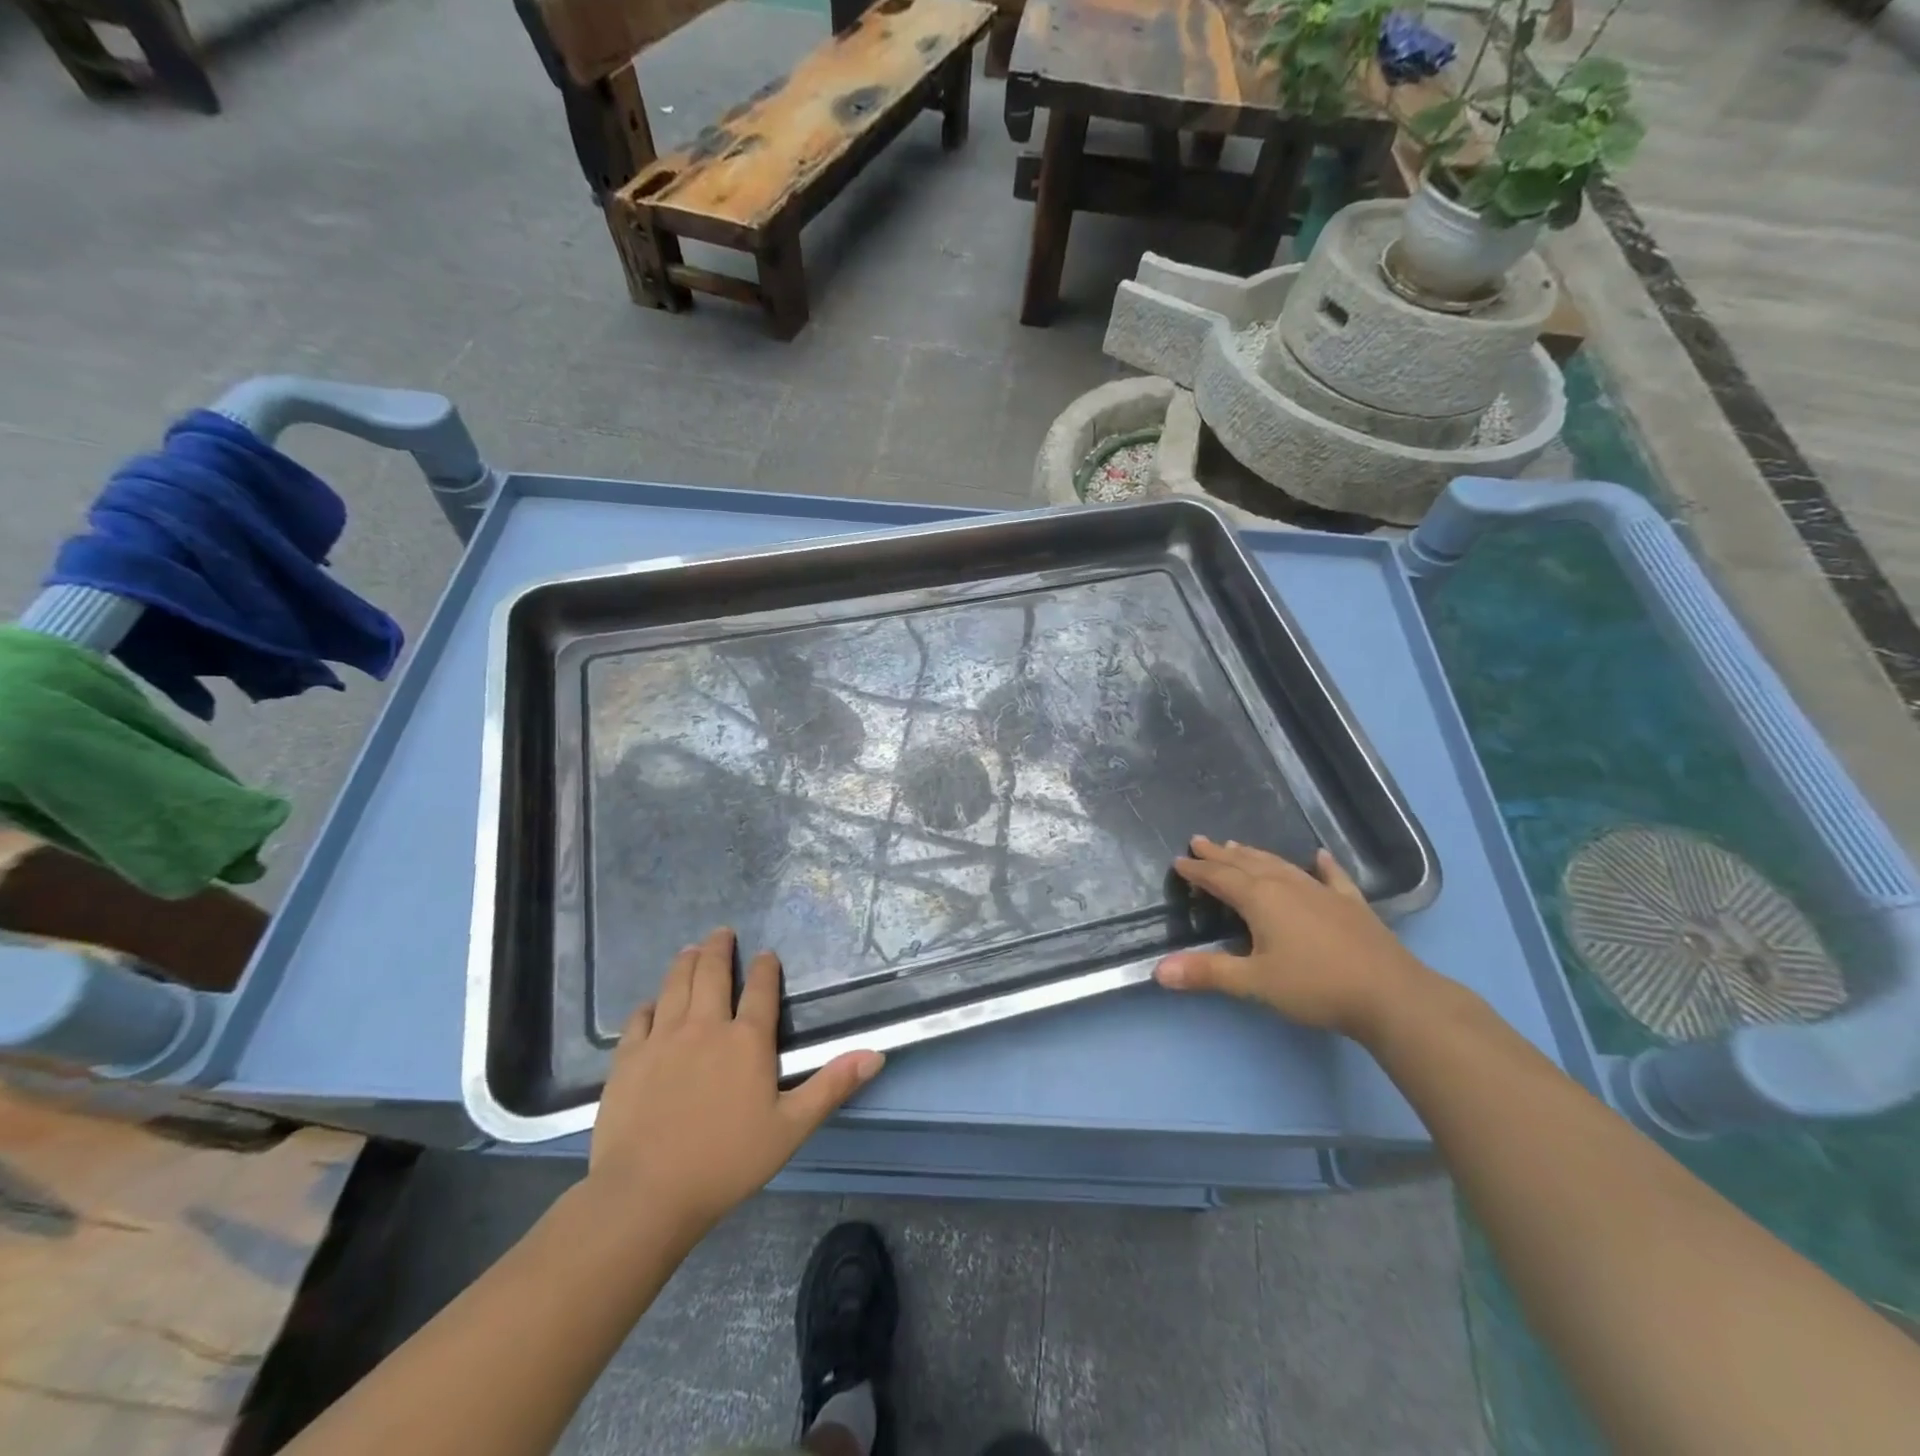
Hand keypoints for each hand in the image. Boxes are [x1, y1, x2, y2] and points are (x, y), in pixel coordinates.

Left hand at [586, 928, 882, 1240]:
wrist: (646, 1193)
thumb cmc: (726, 1161)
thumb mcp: (791, 1128)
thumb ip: (832, 1086)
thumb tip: (876, 1054)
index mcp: (747, 1040)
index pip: (761, 990)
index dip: (766, 968)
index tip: (765, 954)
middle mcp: (705, 1027)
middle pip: (712, 974)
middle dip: (719, 949)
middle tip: (721, 932)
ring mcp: (662, 1039)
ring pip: (675, 986)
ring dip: (685, 963)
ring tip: (690, 950)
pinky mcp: (629, 1058)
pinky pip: (640, 1019)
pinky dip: (649, 1005)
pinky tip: (651, 1003)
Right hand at [1154, 836, 1434, 1040]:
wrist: (1391, 995)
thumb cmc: (1315, 986)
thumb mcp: (1255, 983)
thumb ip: (1208, 972)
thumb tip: (1158, 970)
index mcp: (1260, 899)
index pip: (1220, 878)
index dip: (1197, 870)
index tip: (1179, 861)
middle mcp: (1287, 886)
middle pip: (1246, 864)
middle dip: (1220, 855)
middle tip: (1200, 841)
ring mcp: (1322, 892)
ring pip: (1280, 865)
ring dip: (1255, 855)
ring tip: (1238, 846)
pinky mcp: (1351, 904)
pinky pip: (1331, 876)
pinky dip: (1322, 865)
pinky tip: (1320, 855)